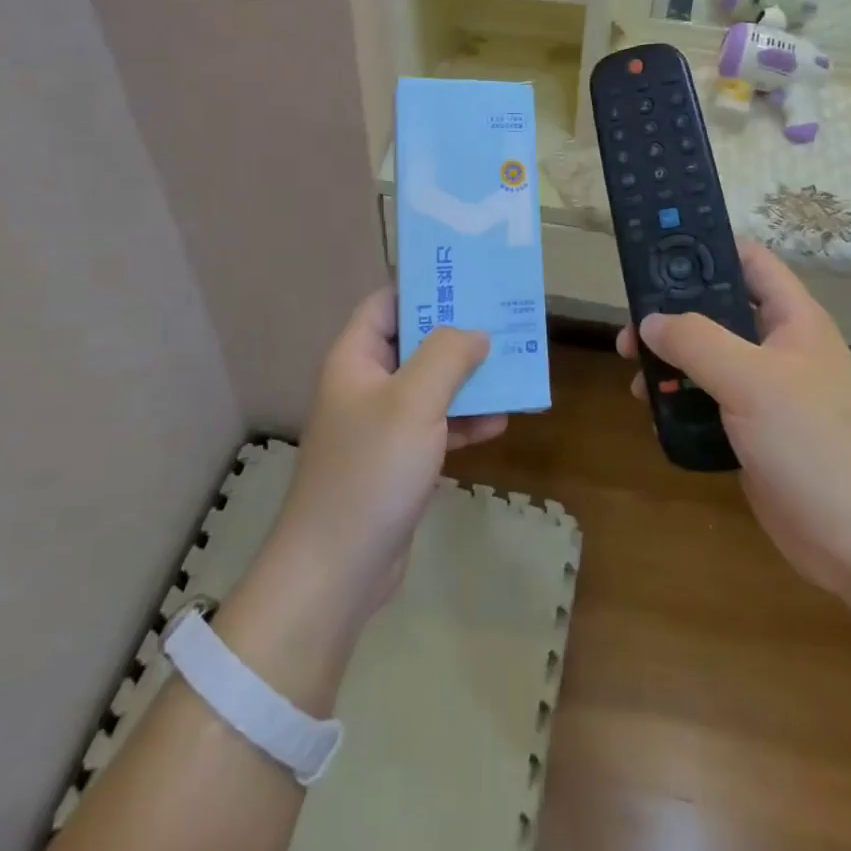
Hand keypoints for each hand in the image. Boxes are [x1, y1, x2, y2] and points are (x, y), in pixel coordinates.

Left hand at [269, 288, 503, 623]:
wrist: (337, 569)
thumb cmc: (371, 470)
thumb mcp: (414, 401)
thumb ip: (447, 355)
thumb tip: (475, 332)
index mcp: (357, 358)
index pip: (387, 302)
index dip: (424, 287)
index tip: (469, 281)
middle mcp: (366, 384)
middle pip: (415, 342)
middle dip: (458, 334)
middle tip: (504, 321)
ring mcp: (382, 424)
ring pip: (431, 385)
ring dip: (468, 379)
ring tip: (513, 367)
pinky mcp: (398, 460)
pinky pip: (435, 426)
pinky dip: (464, 421)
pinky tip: (499, 422)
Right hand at [617, 243, 850, 590]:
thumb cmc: (813, 442)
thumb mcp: (750, 379)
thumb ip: (695, 340)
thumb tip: (650, 321)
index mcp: (792, 318)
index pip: (747, 260)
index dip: (705, 249)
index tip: (654, 258)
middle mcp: (779, 347)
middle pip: (717, 311)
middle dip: (671, 316)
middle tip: (628, 330)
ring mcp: (767, 391)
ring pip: (708, 358)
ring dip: (670, 362)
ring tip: (636, 377)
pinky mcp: (755, 431)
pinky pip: (709, 401)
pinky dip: (681, 400)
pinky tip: (655, 413)